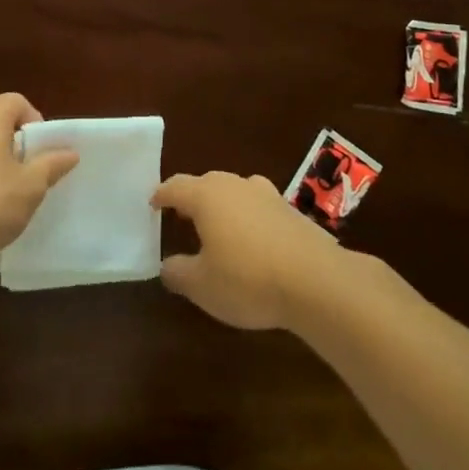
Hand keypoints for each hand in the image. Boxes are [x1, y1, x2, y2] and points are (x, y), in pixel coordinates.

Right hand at [151, 171, 341, 329]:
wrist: (315, 280)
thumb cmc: (247, 279)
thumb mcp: (202, 286)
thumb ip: (178, 273)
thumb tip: (167, 265)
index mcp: (207, 196)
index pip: (176, 186)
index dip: (162, 195)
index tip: (153, 204)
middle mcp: (235, 185)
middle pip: (206, 183)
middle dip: (192, 198)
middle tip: (182, 217)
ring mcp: (266, 194)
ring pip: (235, 191)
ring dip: (223, 206)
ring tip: (218, 228)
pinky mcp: (290, 210)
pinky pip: (258, 206)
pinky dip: (248, 217)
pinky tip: (253, 241)